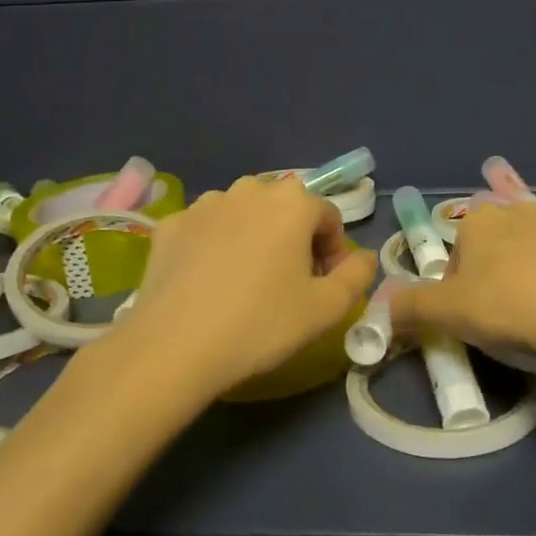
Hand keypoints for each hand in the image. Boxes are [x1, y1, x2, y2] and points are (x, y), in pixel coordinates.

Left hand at [119, 176, 376, 395]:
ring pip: (243, 215)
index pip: (328, 216)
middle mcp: (249, 189)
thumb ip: (357, 276)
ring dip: (253, 237)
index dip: (333, 251)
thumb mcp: (326, 309)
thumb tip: (365, 257)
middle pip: (285, 209)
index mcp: (292, 202)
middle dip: (294, 238)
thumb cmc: (261, 323)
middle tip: (288, 283)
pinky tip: (208, 282)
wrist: (174, 346)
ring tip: (245, 282)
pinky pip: (205, 229)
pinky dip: (214, 246)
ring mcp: (204, 204)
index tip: (324, 285)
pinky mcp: (170, 224)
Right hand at [393, 200, 535, 365]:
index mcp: (481, 220)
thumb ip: (408, 306)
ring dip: (530, 266)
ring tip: (532, 304)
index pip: (456, 249)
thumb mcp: (446, 313)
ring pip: (535, 245)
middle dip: (493, 268)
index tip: (465, 311)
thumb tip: (379, 306)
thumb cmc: (506, 309)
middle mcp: (521, 212)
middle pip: (495, 241)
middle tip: (496, 308)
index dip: (456, 282)